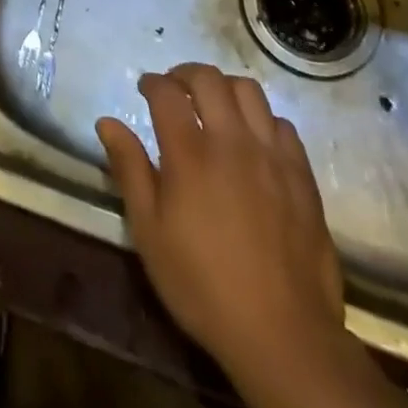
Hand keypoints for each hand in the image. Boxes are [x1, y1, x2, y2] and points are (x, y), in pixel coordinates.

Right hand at [96, 63, 344, 382]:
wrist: (282, 334)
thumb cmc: (202, 285)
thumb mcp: (150, 233)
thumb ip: (129, 170)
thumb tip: (106, 122)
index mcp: (190, 153)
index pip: (167, 92)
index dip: (152, 82)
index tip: (144, 87)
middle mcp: (231, 140)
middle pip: (209, 79)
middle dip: (185, 73)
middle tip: (174, 87)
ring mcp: (271, 154)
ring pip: (249, 91)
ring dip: (225, 87)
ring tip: (214, 104)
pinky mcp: (301, 174)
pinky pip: (281, 124)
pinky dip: (261, 119)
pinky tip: (252, 139)